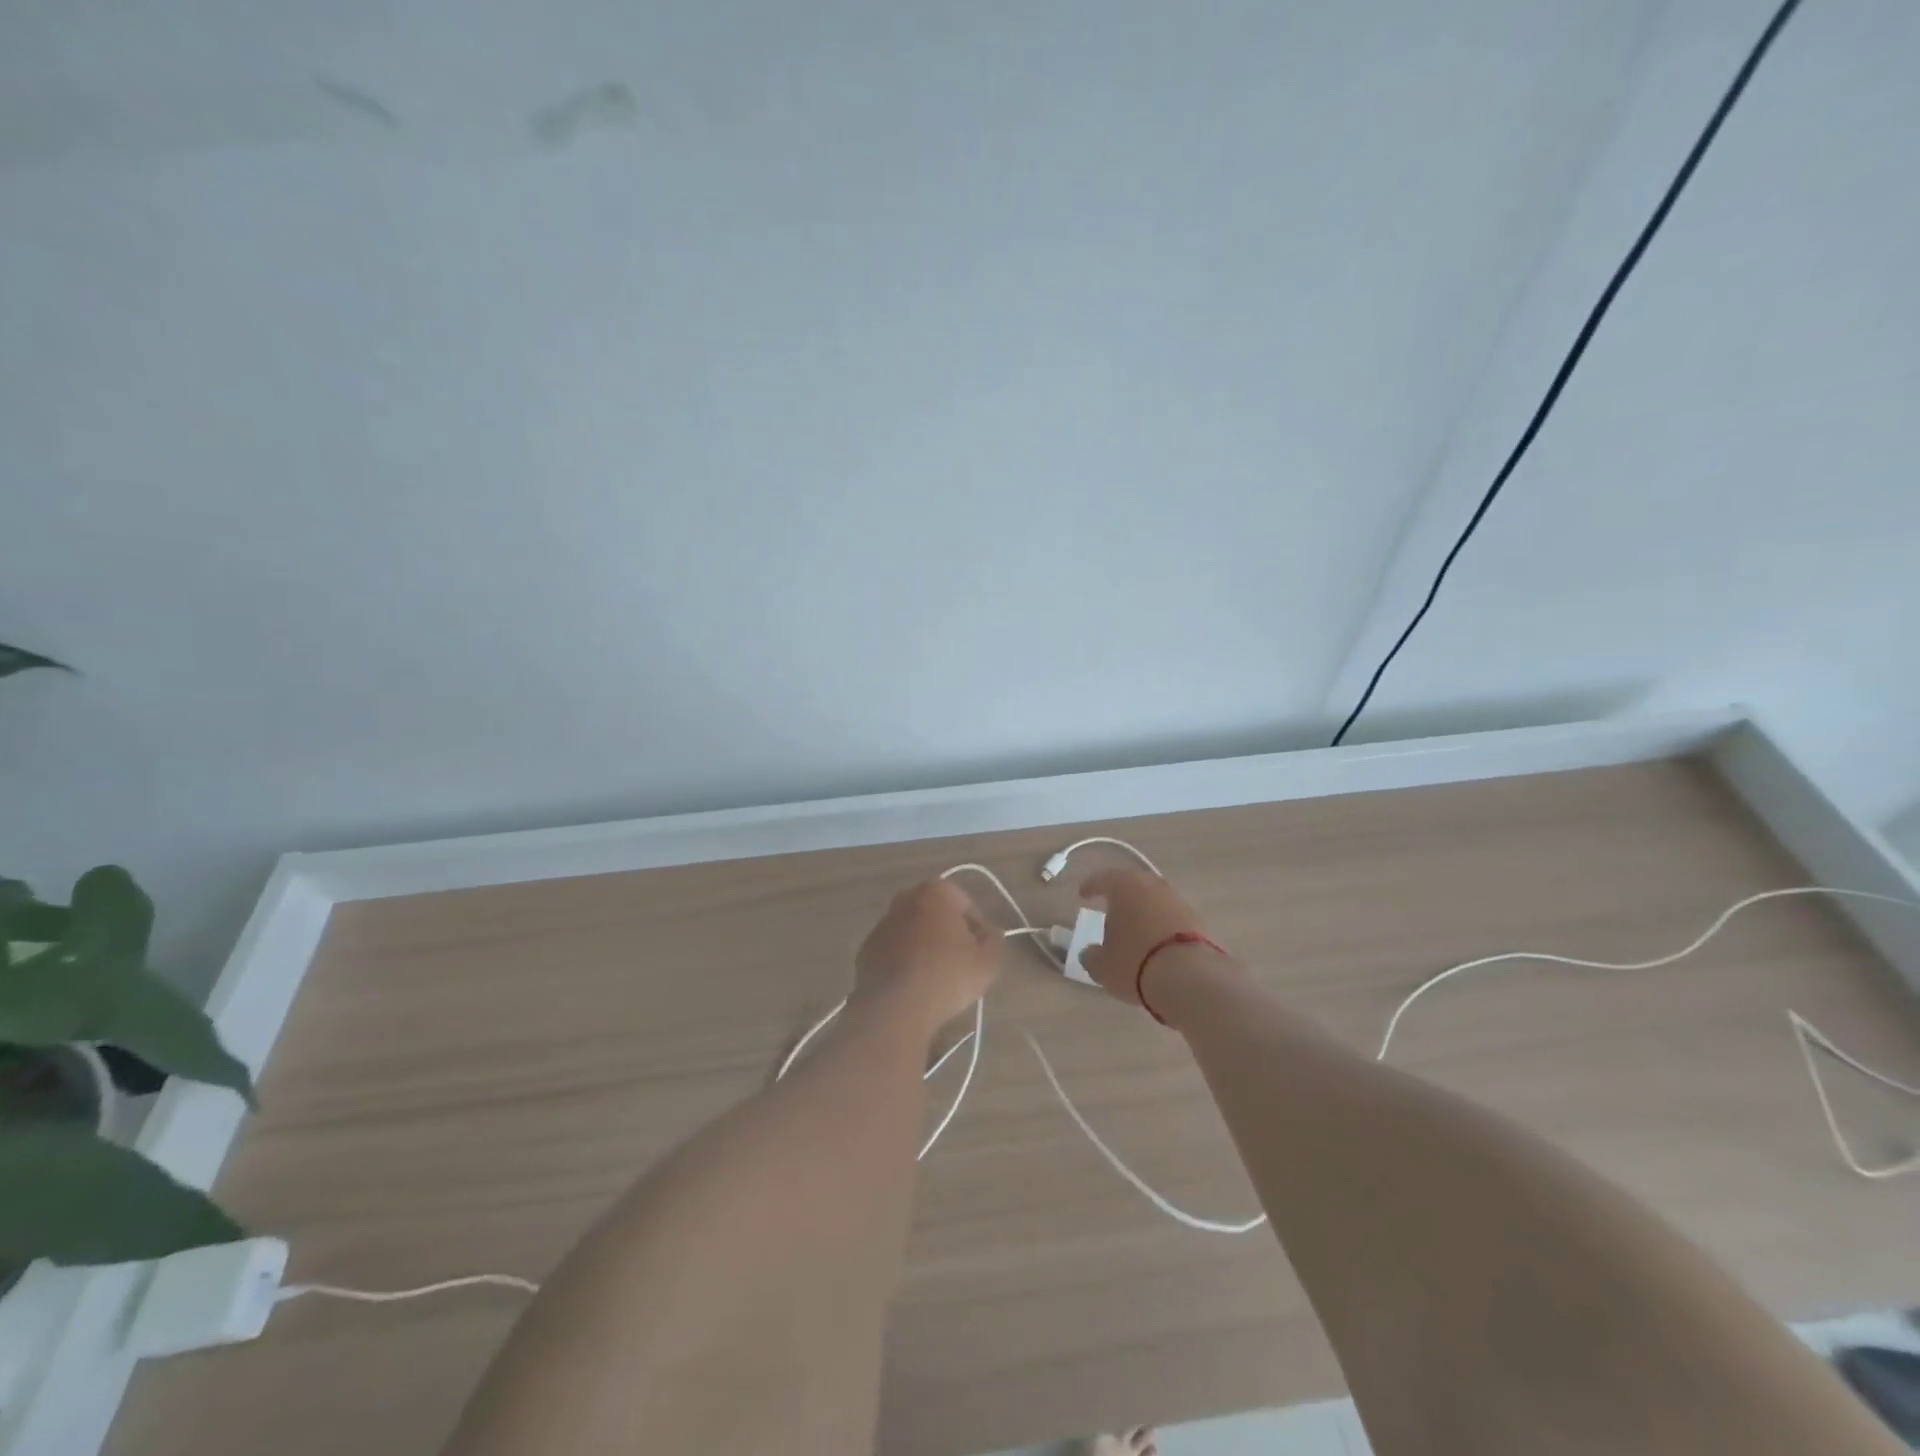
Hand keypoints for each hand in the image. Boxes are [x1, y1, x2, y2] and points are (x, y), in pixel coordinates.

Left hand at [854, 877, 1002, 1032]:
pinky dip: (904, 962)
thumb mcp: (988, 961)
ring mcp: (882, 923)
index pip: (966, 904)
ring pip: (914, 932)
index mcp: (936, 892)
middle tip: (960, 964)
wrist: (895, 1007)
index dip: (977, 929)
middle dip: (948, 934)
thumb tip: (988, 933)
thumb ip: (994, 940)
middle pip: (936, 915)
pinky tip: (913, 987)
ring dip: (925, 948)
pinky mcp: (866, 949)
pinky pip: (894, 951)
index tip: (980, 952)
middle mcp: (905, 899)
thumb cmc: (947, 976)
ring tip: (936, 980)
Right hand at [1078, 868, 1217, 1007]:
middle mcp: (1153, 885)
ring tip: (1135, 928)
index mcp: (1124, 886)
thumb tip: (1090, 953)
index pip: (1103, 879)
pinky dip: (1162, 925)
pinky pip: (1172, 917)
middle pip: (1133, 884)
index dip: (1091, 886)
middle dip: (1121, 896)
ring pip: (1155, 900)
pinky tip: (1157, 942)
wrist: (1190, 978)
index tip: (1083, 894)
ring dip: (1144, 910)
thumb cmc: (1135, 962)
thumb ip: (1092, 956)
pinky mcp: (1198, 920)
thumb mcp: (1102, 965)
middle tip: (1111, 908)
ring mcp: (1179, 901)